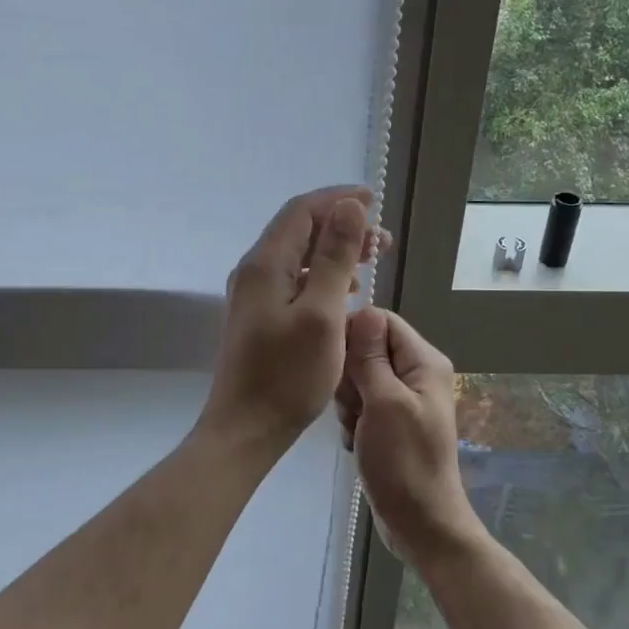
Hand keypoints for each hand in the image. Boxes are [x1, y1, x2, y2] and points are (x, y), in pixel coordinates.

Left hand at [200, 186, 386, 450]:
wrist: (246, 428)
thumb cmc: (288, 375)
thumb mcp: (321, 313)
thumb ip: (334, 257)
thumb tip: (349, 207)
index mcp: (266, 264)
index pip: (302, 210)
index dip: (339, 199)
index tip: (375, 201)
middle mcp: (254, 271)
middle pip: (299, 229)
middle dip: (341, 224)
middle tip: (382, 240)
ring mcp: (254, 294)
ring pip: (297, 255)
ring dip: (334, 250)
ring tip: (371, 260)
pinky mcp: (259, 316)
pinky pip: (293, 279)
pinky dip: (322, 275)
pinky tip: (345, 291)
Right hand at [335, 308, 485, 567]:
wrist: (419, 524)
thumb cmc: (404, 463)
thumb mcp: (384, 403)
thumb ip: (371, 356)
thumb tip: (362, 309)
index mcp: (424, 361)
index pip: (381, 321)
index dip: (353, 335)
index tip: (337, 364)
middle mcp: (415, 373)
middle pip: (366, 349)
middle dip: (350, 376)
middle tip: (353, 407)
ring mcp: (402, 399)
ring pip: (358, 378)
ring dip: (348, 402)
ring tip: (356, 428)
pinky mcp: (389, 421)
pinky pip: (360, 404)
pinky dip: (352, 420)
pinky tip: (356, 442)